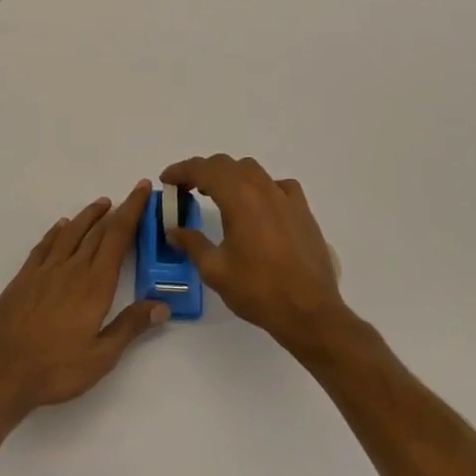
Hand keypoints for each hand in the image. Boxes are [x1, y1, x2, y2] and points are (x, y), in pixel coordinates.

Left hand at [0, 182, 166, 415]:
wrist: (2, 371)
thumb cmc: (56, 368)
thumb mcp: (101, 356)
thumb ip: (130, 326)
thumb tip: (162, 305)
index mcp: (95, 284)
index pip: (118, 237)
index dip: (132, 211)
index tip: (143, 189)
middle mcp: (72, 268)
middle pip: (98, 231)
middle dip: (117, 211)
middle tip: (131, 195)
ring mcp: (46, 270)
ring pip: (71, 232)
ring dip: (88, 216)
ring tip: (102, 204)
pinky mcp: (25, 277)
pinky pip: (45, 245)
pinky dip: (57, 231)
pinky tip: (62, 226)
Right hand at [160, 155, 349, 352]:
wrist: (309, 311)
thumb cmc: (258, 290)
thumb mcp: (215, 270)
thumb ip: (192, 243)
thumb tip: (173, 230)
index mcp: (239, 197)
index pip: (203, 169)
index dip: (181, 170)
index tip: (166, 180)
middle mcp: (262, 188)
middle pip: (226, 165)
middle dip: (202, 171)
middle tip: (185, 188)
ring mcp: (286, 197)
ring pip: (252, 170)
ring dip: (229, 175)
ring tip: (217, 194)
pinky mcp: (302, 210)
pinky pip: (277, 185)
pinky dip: (260, 187)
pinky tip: (257, 206)